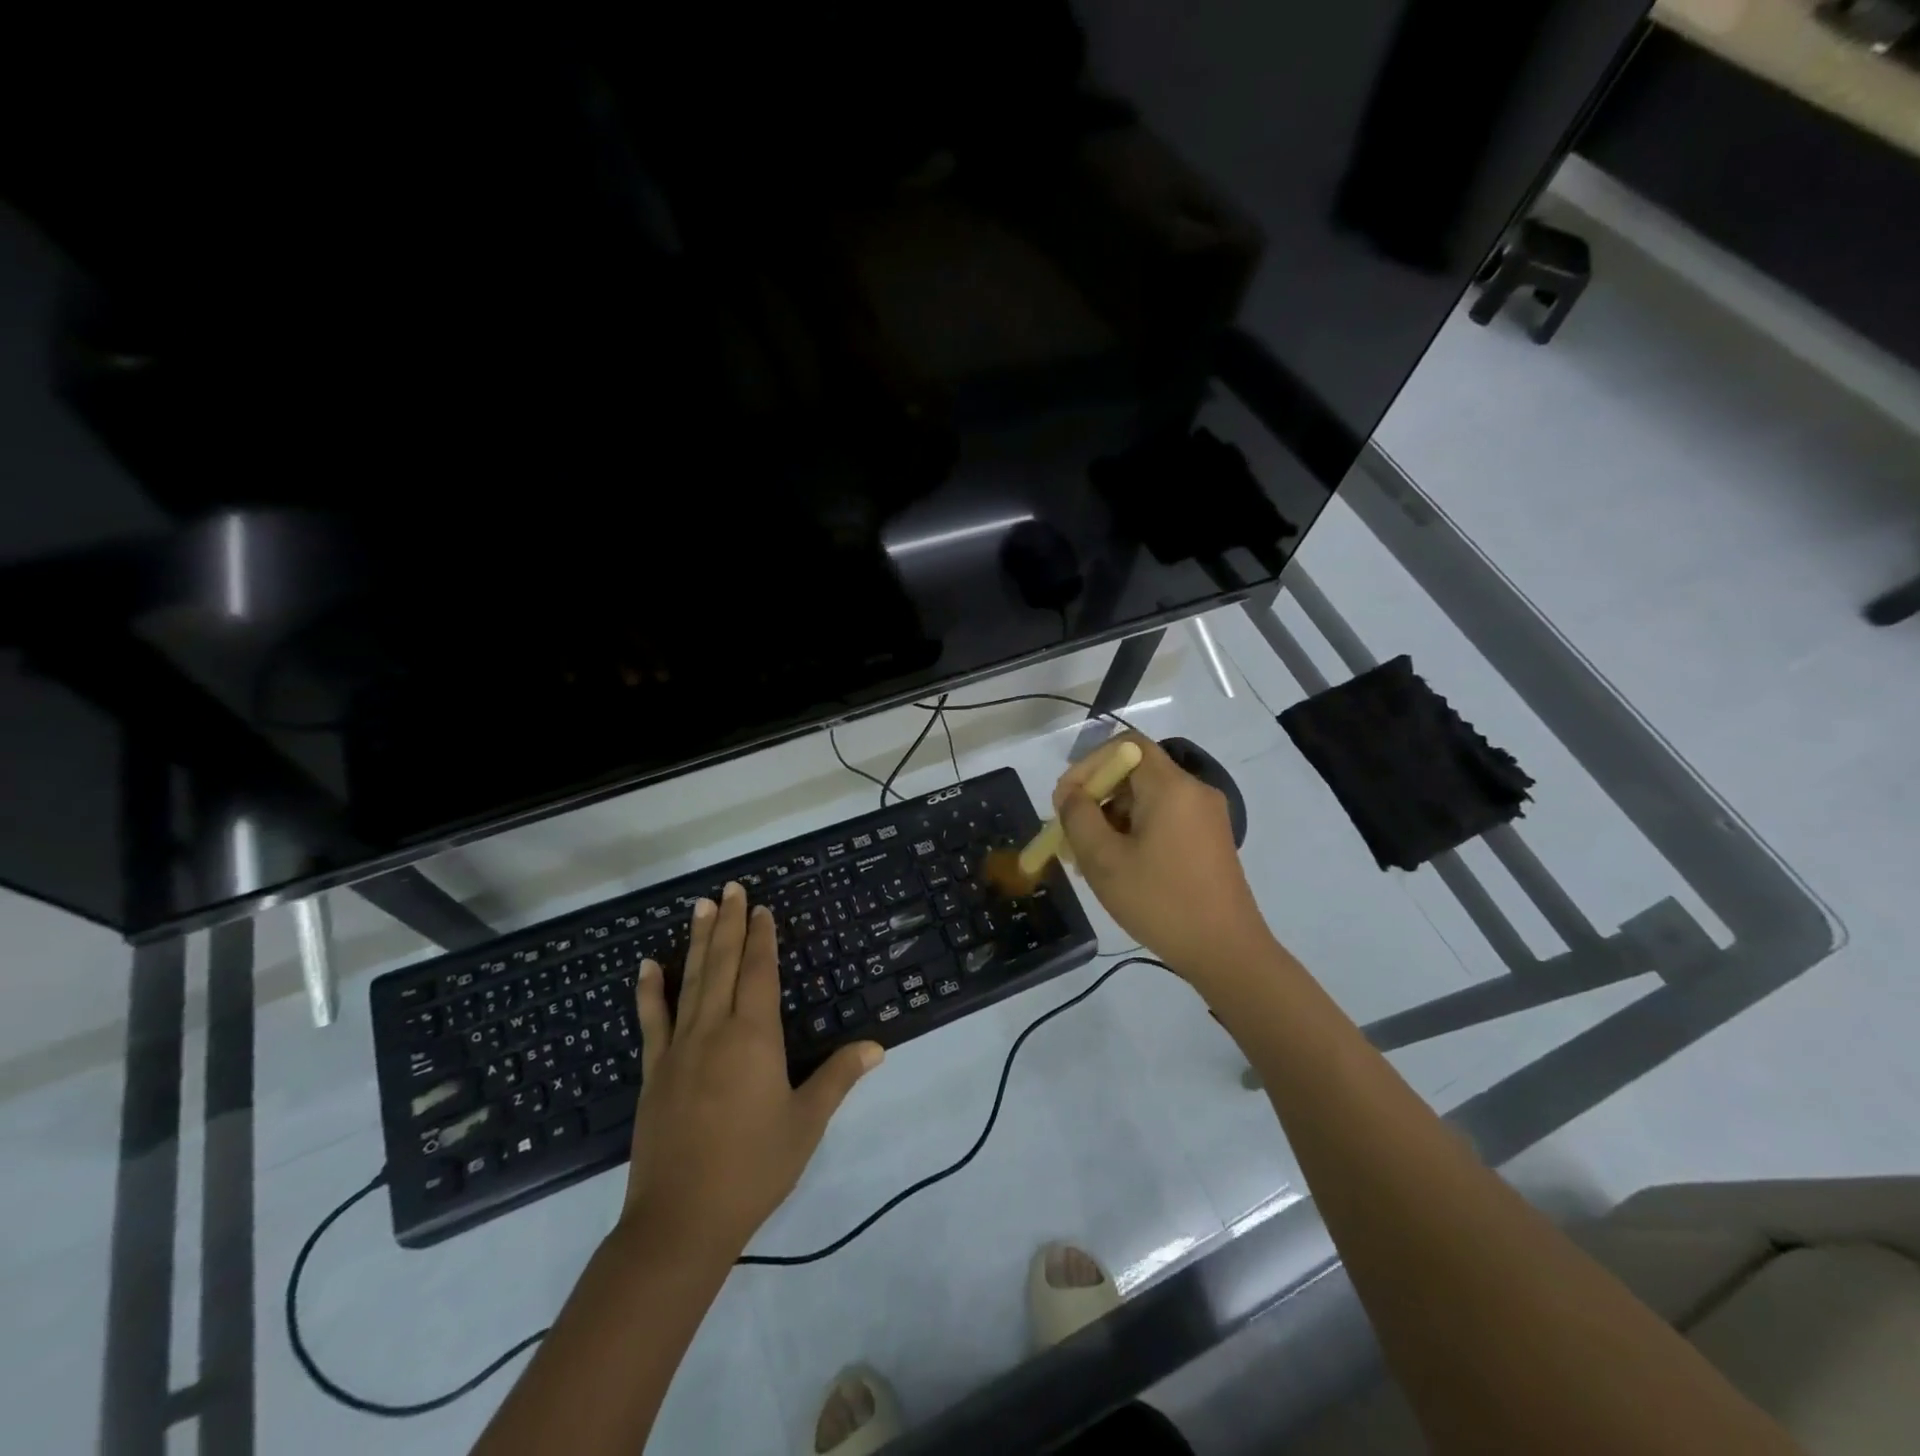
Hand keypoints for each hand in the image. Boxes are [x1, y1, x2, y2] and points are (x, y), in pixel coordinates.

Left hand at [622, 882, 882, 1262]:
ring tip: (700, 906)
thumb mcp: (806, 1123)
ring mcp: (679, 1049)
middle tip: (729, 888)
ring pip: (690, 981)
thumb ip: (838, 1077)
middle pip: (722, 965)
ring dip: (696, 941)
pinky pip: (652, 1021)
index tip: (762, 908)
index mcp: (754, 1037)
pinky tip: (648, 965)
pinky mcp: (655, 1072)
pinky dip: (650, 990)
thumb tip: (876, 1045)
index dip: (761, 938)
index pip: (759, 973)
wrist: (681, 1222)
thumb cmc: (753, 1169)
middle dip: (728, 924)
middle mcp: (715, 1030)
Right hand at [1053, 733, 1274, 982]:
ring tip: (1089, 857)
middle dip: (1097, 796)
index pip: (1125, 745)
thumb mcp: (1104, 860)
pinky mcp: (1210, 839)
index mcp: (1172, 787)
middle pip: (1135, 772)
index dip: (1089, 764)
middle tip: (1071, 833)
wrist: (1226, 952)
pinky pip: (1164, 818)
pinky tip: (1119, 866)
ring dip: (1113, 817)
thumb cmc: (1160, 902)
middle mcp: (1194, 791)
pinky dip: (1136, 830)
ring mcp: (1207, 815)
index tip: (1067, 799)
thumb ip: (1078, 817)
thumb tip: (1070, 793)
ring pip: (1147, 798)